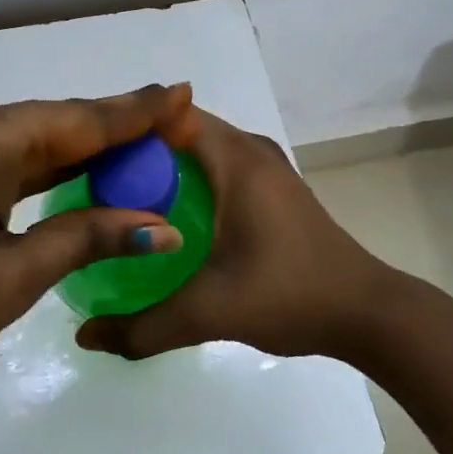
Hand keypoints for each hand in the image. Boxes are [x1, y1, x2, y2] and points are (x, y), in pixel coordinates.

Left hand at [0, 83, 201, 429]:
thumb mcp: (12, 275)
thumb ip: (87, 236)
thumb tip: (161, 226)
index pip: (77, 119)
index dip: (134, 112)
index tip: (182, 92)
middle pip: (53, 125)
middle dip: (114, 130)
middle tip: (173, 120)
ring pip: (28, 144)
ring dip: (80, 153)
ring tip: (143, 145)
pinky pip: (1, 163)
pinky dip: (43, 173)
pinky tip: (81, 174)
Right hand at [75, 108, 397, 363]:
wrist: (368, 313)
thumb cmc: (289, 294)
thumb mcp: (210, 311)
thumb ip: (144, 327)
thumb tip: (84, 337)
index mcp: (236, 158)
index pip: (169, 116)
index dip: (126, 131)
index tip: (87, 158)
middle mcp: (251, 150)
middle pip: (181, 131)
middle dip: (138, 152)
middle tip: (94, 184)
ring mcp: (266, 168)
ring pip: (201, 150)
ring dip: (164, 167)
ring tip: (120, 199)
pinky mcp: (274, 190)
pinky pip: (218, 168)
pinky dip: (189, 181)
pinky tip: (167, 219)